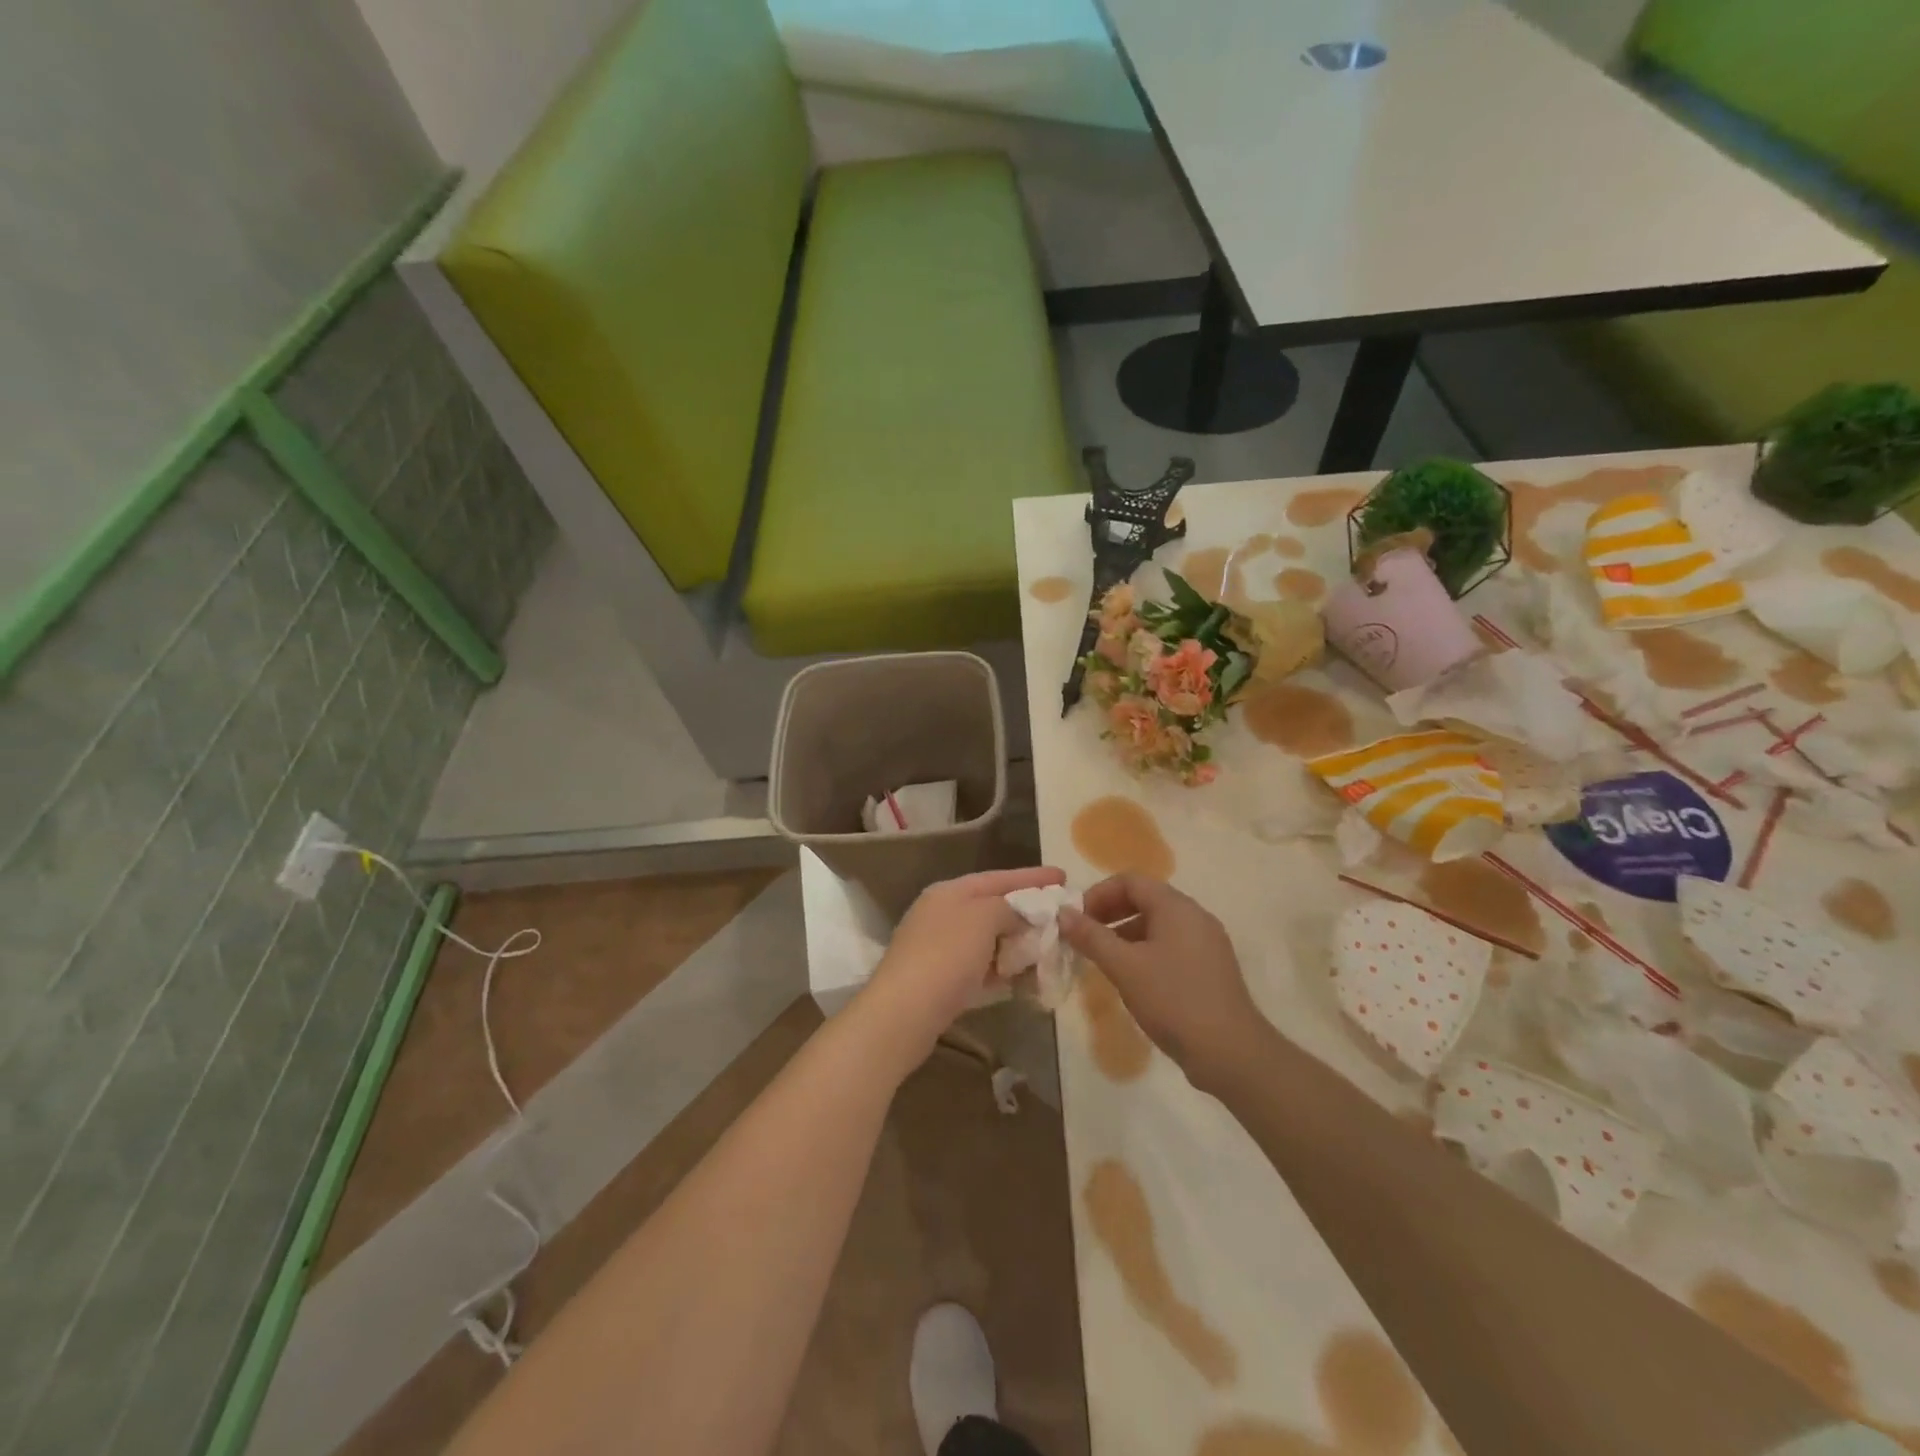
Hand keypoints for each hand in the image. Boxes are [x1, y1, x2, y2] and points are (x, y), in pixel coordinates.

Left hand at [859, 866, 1066, 1070]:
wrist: (904, 1013)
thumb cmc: (946, 955)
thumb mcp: (983, 917)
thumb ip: (1007, 908)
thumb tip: (1017, 916)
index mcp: (950, 891)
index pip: (998, 877)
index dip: (1032, 877)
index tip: (1063, 876)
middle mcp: (942, 914)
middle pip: (993, 907)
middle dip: (1028, 912)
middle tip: (1061, 917)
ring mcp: (939, 948)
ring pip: (989, 940)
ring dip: (1018, 944)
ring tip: (1050, 949)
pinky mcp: (941, 981)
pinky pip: (982, 967)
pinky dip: (1004, 969)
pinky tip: (1026, 978)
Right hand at [1059, 874, 1264, 1093]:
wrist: (1231, 1053)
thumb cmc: (1173, 1000)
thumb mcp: (1124, 967)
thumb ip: (1091, 937)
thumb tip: (1063, 913)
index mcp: (1176, 907)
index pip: (1130, 881)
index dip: (1098, 894)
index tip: (1076, 919)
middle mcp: (1195, 916)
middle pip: (1145, 899)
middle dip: (1110, 913)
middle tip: (1084, 938)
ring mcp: (1206, 943)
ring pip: (1158, 925)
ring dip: (1125, 934)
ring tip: (1103, 960)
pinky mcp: (1210, 968)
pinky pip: (1171, 946)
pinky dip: (1145, 951)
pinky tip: (1132, 979)